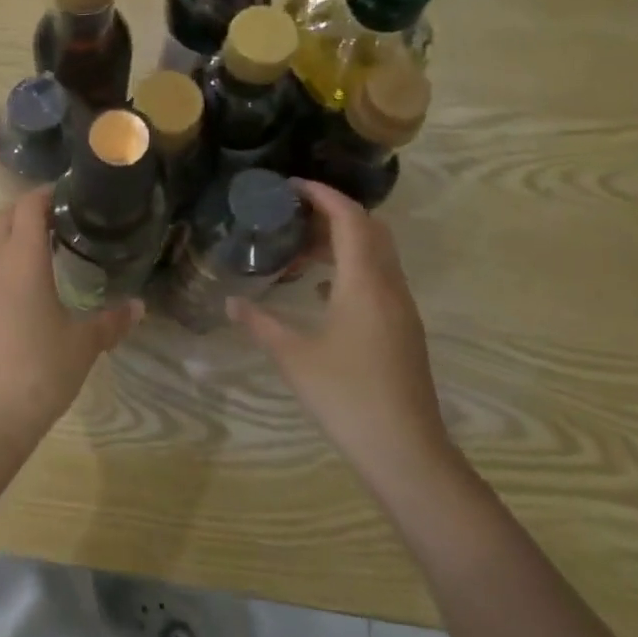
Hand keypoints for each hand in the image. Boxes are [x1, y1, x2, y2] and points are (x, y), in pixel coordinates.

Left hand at [0, 189, 141, 463]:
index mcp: (21, 259)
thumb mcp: (83, 346)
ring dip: (11, 243)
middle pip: (3, 217)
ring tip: (43, 262)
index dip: (48, 194)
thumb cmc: (38, 372)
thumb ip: (111, 321)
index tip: (71, 197)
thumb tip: (138, 307)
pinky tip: (19, 304)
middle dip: (28, 212)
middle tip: (61, 226)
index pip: (28, 205)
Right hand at [227, 179, 453, 494]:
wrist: (406, 451)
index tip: (291, 186)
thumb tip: (231, 304)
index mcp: (364, 283)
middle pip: (369, 229)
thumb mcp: (293, 356)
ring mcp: (401, 309)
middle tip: (292, 215)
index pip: (350, 218)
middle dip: (333, 213)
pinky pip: (379, 278)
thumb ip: (260, 323)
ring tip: (299, 250)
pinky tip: (322, 291)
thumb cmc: (346, 396)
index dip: (323, 194)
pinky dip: (352, 268)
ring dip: (342, 241)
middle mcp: (389, 286)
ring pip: (377, 254)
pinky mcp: (403, 329)